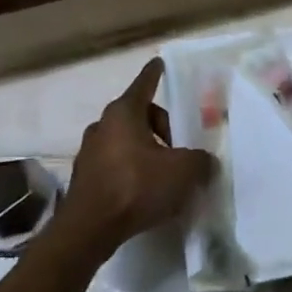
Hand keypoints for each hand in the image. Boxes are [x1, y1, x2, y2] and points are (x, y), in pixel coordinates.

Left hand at [50, 58, 214, 253]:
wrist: (89, 229)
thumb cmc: (136, 186)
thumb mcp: (182, 171)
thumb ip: (200, 161)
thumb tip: (206, 162)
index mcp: (124, 113)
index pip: (144, 85)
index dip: (154, 74)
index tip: (159, 63)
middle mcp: (102, 126)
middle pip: (138, 115)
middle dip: (161, 127)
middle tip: (179, 148)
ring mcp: (89, 152)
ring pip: (125, 141)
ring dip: (146, 150)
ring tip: (165, 172)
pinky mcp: (85, 178)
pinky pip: (115, 163)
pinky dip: (132, 170)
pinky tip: (146, 191)